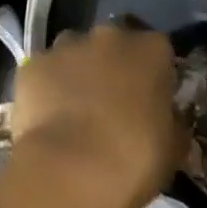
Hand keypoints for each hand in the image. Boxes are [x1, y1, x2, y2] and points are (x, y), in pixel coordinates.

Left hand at [12, 25, 185, 207]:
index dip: (155, 75)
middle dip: (114, 65)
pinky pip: (44, 72)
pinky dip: (46, 88)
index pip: (159, 51)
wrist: (70, 172)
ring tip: (75, 112)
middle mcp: (110, 35)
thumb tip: (168, 120)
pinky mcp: (34, 64)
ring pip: (75, 51)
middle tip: (112, 104)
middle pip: (115, 43)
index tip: (151, 101)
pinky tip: (46, 119)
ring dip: (78, 72)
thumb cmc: (133, 160)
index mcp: (151, 49)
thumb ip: (172, 124)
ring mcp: (68, 45)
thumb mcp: (172, 149)